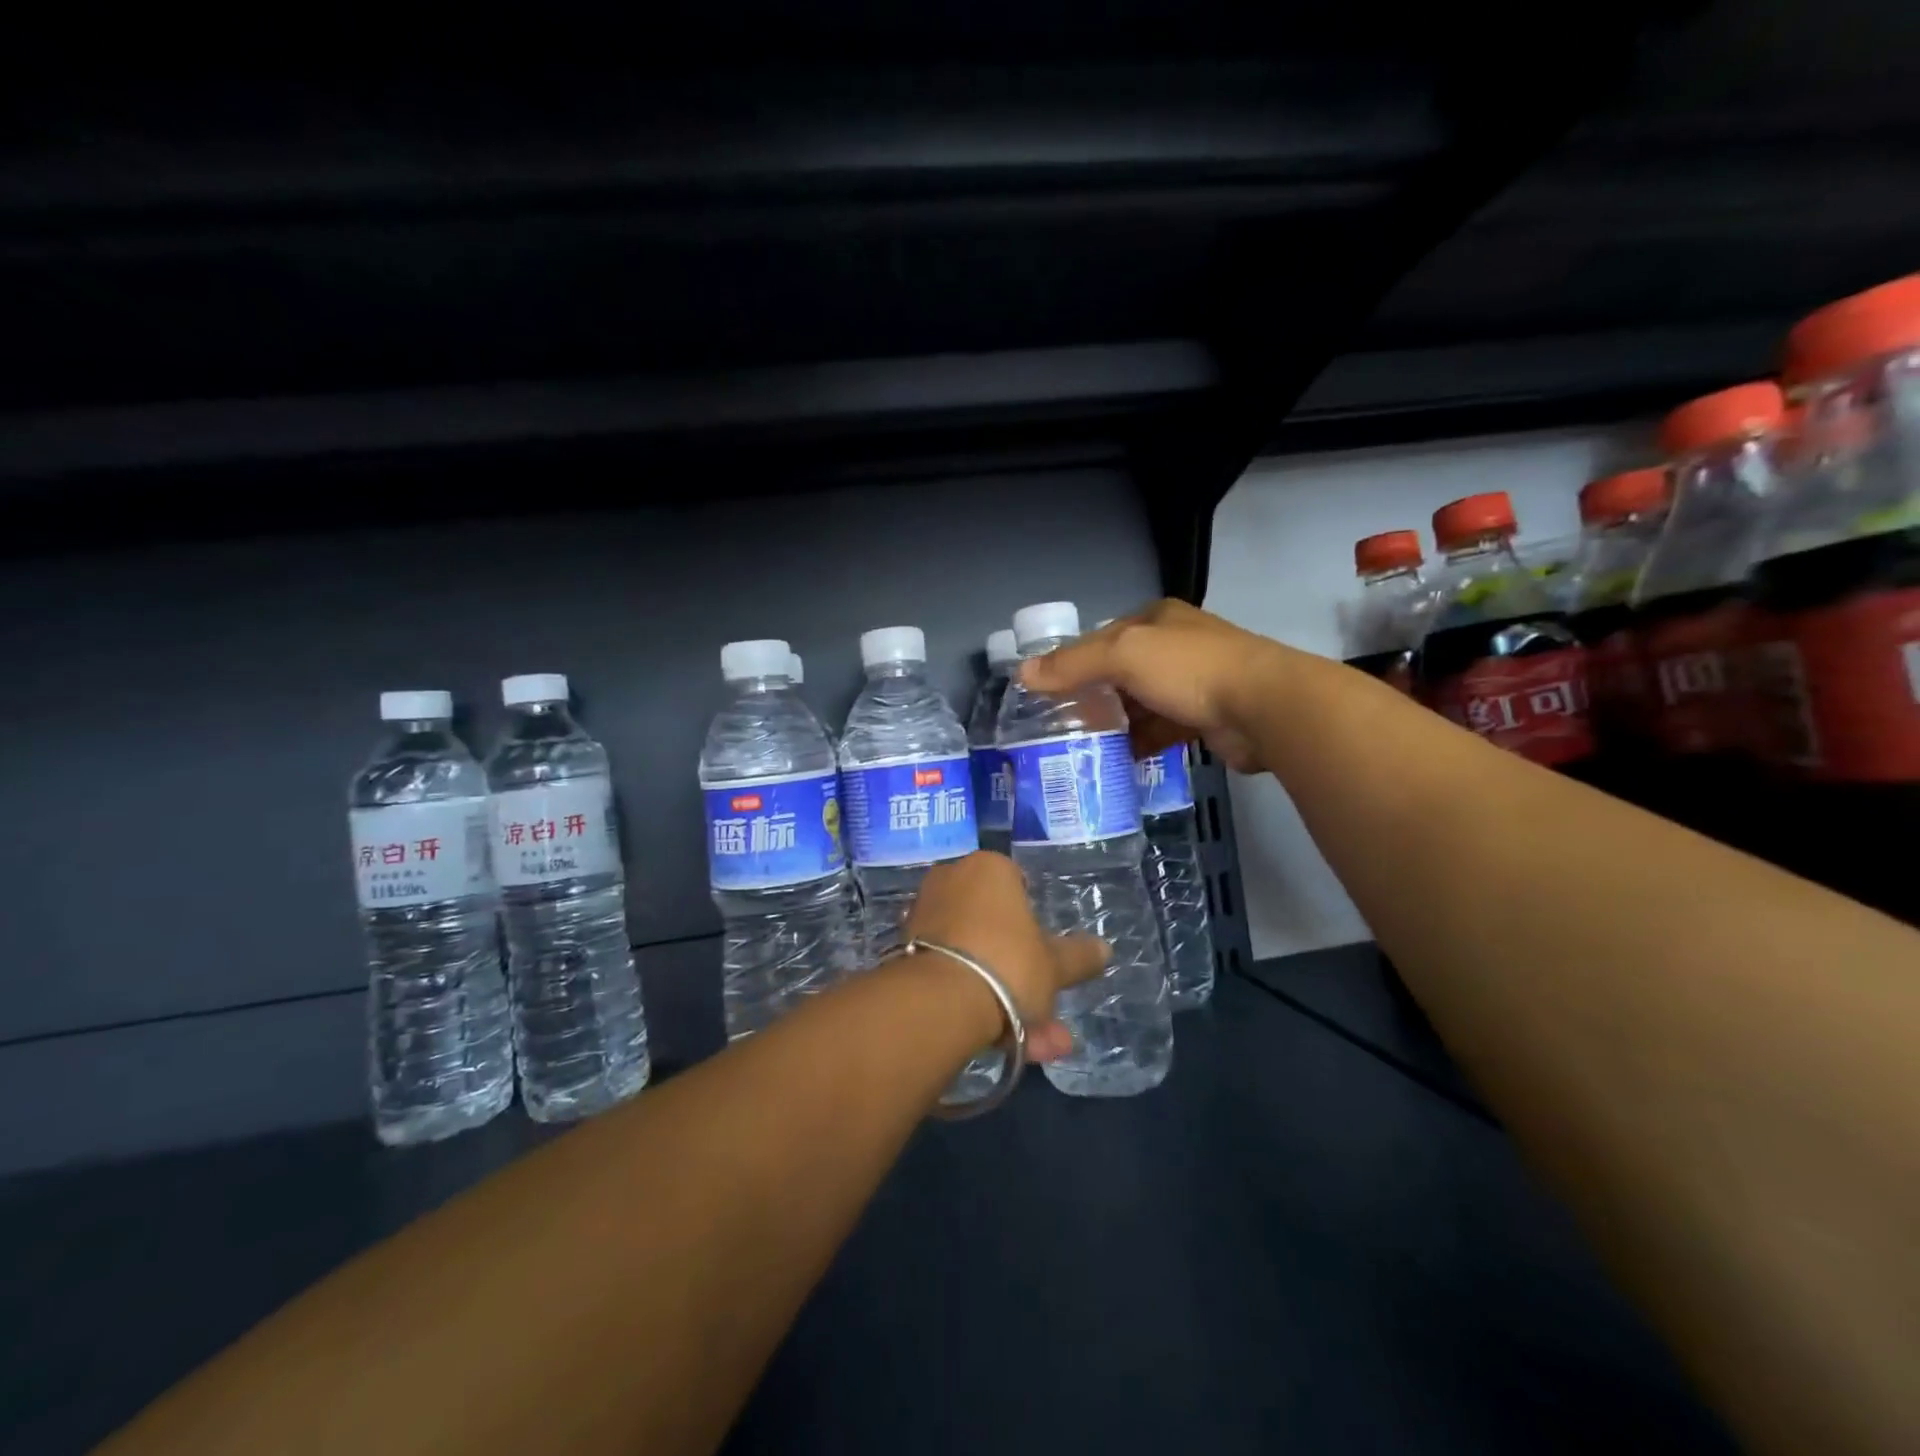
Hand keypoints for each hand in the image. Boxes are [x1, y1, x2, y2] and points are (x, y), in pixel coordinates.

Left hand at [905, 851, 1107, 1063]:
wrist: (939, 1002)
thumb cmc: (1007, 963)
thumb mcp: (1054, 965)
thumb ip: (1078, 957)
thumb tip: (1104, 950)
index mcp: (989, 868)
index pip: (1018, 885)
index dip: (1034, 923)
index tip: (1043, 957)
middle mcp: (951, 880)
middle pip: (994, 928)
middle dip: (1022, 976)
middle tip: (1045, 1018)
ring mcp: (923, 915)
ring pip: (973, 957)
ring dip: (1004, 999)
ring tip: (1034, 1046)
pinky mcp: (903, 951)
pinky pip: (949, 971)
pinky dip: (971, 1001)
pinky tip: (997, 1042)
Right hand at [1020, 598, 1286, 773]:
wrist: (1264, 707)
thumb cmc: (1189, 669)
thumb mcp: (1123, 654)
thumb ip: (1073, 664)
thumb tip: (1023, 675)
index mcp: (1156, 619)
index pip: (1102, 637)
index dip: (1072, 661)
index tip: (1046, 691)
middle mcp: (1174, 646)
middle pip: (1119, 672)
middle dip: (1091, 697)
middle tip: (1058, 726)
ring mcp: (1191, 683)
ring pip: (1139, 704)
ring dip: (1114, 724)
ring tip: (1078, 748)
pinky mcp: (1203, 718)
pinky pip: (1160, 731)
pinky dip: (1139, 744)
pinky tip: (1115, 762)